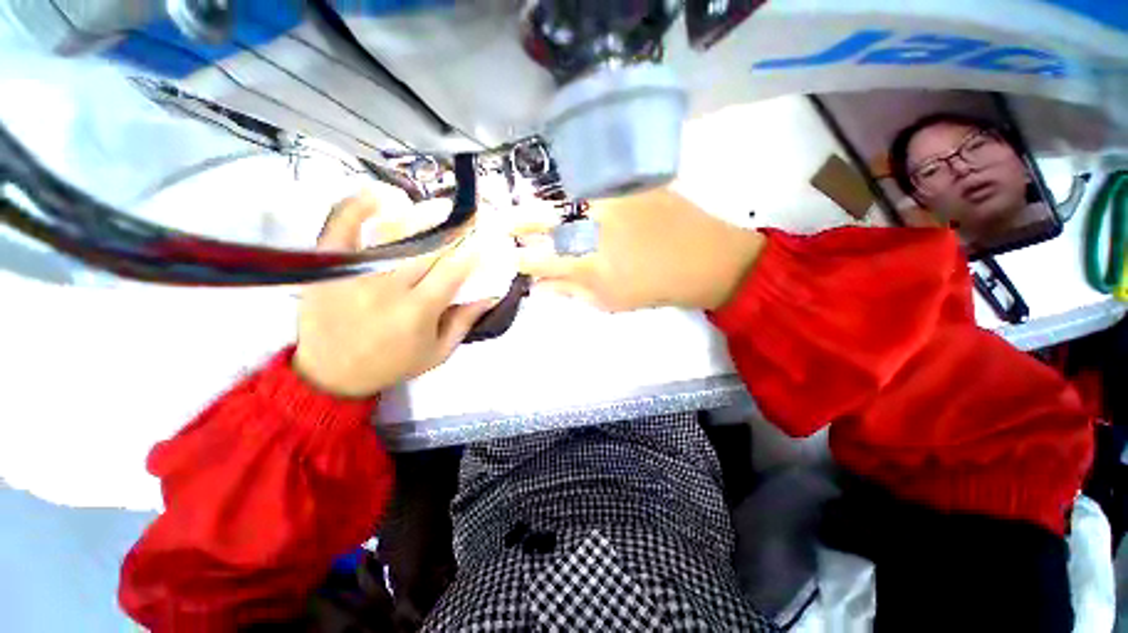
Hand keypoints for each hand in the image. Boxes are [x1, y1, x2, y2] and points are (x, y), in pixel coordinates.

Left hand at [293, 191, 496, 397]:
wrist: (330, 373)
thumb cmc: (392, 364)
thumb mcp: (438, 352)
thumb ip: (465, 321)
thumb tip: (491, 293)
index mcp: (417, 312)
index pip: (453, 271)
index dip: (474, 251)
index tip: (486, 238)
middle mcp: (387, 288)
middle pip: (428, 246)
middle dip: (454, 228)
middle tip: (469, 217)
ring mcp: (354, 271)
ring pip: (393, 230)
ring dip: (421, 214)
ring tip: (440, 207)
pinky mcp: (328, 263)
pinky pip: (341, 222)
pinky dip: (361, 202)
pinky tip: (384, 194)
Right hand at [517, 188, 765, 311]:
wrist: (704, 259)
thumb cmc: (654, 288)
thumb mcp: (610, 302)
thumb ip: (571, 292)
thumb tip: (540, 287)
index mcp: (587, 265)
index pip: (538, 260)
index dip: (519, 259)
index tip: (510, 257)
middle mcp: (592, 228)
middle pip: (542, 221)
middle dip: (517, 223)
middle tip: (503, 224)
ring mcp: (610, 201)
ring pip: (565, 202)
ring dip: (547, 209)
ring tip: (538, 215)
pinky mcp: (627, 185)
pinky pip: (593, 190)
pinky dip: (580, 200)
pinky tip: (581, 206)